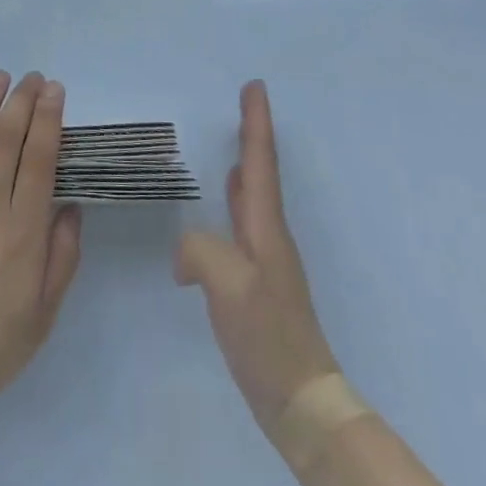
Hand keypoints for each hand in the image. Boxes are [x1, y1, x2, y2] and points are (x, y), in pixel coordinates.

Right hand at [176, 80, 341, 430]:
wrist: (299, 400)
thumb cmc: (267, 335)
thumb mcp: (226, 284)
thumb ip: (199, 249)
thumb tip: (186, 254)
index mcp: (265, 227)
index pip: (260, 162)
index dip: (256, 122)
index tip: (255, 86)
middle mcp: (269, 235)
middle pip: (261, 173)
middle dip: (253, 137)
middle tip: (242, 106)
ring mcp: (265, 260)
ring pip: (252, 199)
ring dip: (244, 168)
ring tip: (230, 148)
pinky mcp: (255, 283)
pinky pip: (240, 226)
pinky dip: (231, 205)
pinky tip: (218, 210)